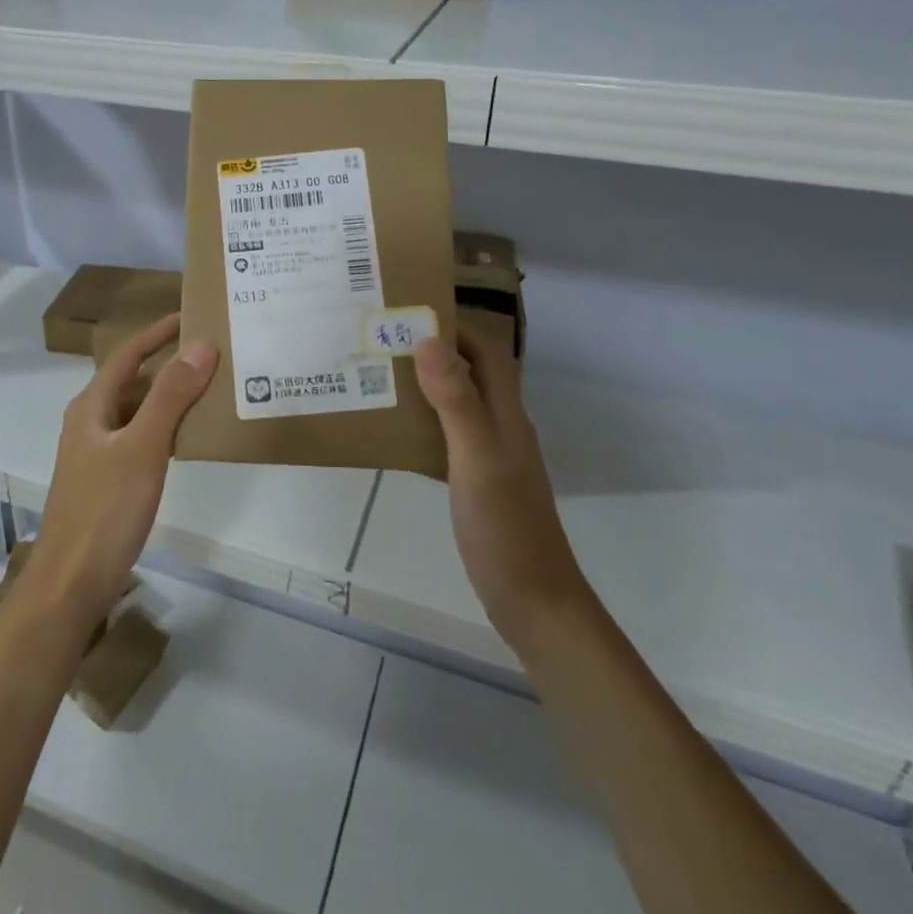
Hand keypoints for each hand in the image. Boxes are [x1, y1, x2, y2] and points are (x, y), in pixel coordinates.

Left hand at [27, 314, 217, 627]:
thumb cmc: (104, 511)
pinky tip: (192, 435)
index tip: (193, 316)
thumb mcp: (142, 448)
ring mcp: (98, 452)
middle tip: (213, 353)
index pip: (128, 354)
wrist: (71, 584)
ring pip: (139, 410)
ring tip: (213, 387)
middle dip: (170, 364)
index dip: (158, 332)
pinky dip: (167, 427)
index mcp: (91, 405)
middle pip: (134, 380)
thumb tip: (202, 345)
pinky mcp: (109, 479)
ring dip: (171, 396)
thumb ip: (172, 396)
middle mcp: (92, 421)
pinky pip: (142, 437)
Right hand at [415, 330, 588, 638]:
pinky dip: (423, 423)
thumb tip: (429, 340)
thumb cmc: (506, 527)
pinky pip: (447, 436)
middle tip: (385, 341)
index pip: (488, 352)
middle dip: (436, 350)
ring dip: (426, 385)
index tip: (413, 313)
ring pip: (458, 403)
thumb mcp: (477, 459)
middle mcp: (501, 427)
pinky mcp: (477, 481)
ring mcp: (490, 456)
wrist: (532, 601)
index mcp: (507, 415)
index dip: (457, 327)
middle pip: (473, 373)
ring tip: (380, 376)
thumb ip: (456, 401)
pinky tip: (393, 431)